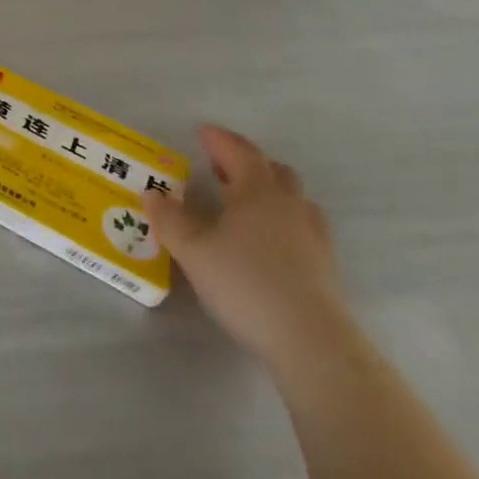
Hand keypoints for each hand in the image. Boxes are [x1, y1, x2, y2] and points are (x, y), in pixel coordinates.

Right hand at [141, 125, 351, 370]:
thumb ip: (169, 219)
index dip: (220, 140)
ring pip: (292, 199)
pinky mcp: (326, 268)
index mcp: (258, 191)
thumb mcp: (192, 250)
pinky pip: (302, 228)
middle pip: (273, 171)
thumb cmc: (246, 283)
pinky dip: (283, 222)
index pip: (239, 151)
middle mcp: (289, 205)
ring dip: (269, 192)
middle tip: (221, 167)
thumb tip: (153, 193)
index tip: (202, 133)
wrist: (312, 344)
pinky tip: (267, 242)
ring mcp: (313, 237)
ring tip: (244, 204)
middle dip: (247, 163)